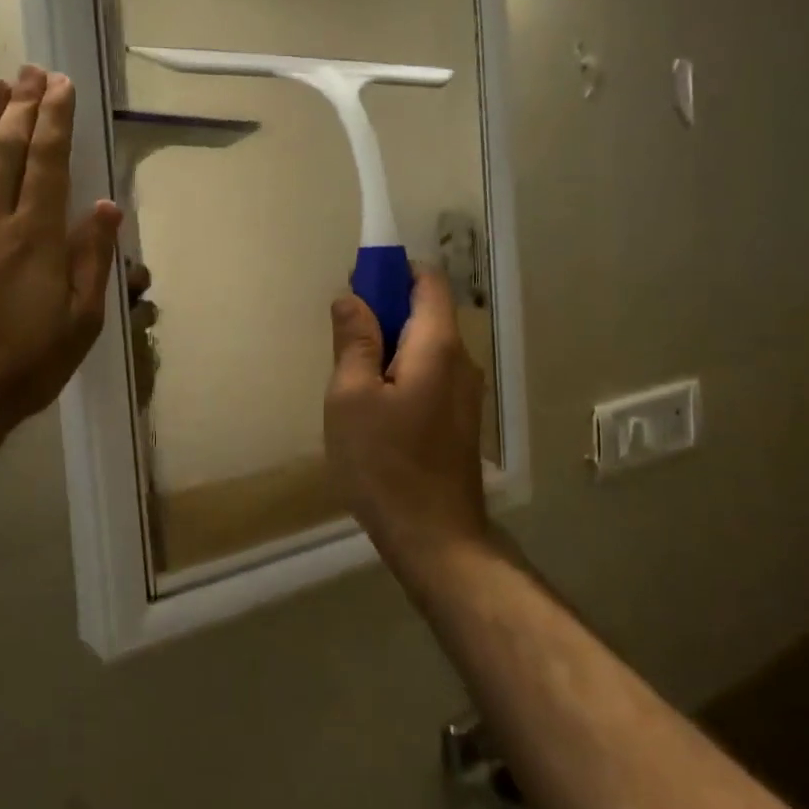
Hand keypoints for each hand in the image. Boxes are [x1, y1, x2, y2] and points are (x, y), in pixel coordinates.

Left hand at [0, 67, 121, 446]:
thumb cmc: (22, 367)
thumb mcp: (79, 324)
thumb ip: (91, 261)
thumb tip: (105, 207)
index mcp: (34, 238)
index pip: (47, 163)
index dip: (54, 120)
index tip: (60, 84)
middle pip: (5, 149)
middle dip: (20, 106)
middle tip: (29, 69)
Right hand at [324, 267, 487, 564]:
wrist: (435, 537)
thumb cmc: (384, 463)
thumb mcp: (351, 397)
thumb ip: (353, 341)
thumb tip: (352, 298)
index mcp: (437, 346)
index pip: (427, 281)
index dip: (392, 271)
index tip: (356, 284)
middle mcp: (461, 361)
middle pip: (426, 313)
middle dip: (384, 311)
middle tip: (342, 338)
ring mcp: (466, 393)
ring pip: (425, 348)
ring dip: (389, 346)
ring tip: (351, 378)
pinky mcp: (459, 420)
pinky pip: (429, 376)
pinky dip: (401, 373)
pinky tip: (374, 408)